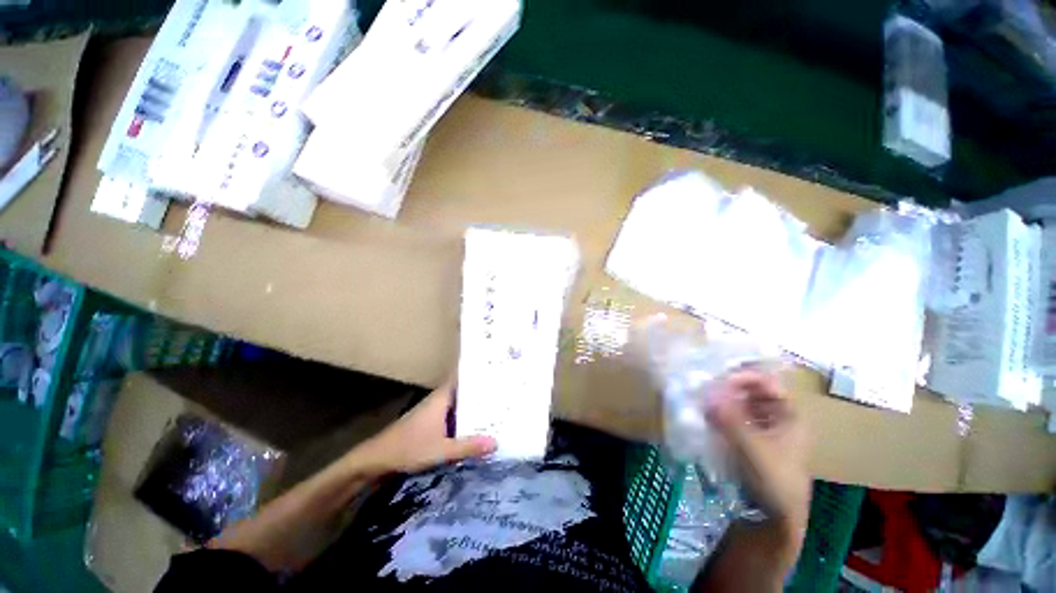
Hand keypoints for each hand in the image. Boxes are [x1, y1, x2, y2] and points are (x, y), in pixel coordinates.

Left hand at [356, 381, 496, 475]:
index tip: (494, 367)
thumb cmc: (409, 448)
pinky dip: (464, 416)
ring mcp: (433, 411)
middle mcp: (438, 400)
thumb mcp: (441, 450)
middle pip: (463, 389)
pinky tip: (476, 424)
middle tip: (503, 387)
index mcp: (441, 398)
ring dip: (473, 404)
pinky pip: (452, 414)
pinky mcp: (429, 423)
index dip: (475, 371)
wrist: (377, 460)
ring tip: (495, 404)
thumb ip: (468, 446)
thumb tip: (496, 442)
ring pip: (458, 402)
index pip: (460, 376)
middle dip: (480, 389)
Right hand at [705, 370, 810, 565]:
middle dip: (729, 388)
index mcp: (789, 415)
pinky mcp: (750, 440)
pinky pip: (735, 419)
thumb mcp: (751, 447)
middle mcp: (777, 418)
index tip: (719, 380)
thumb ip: (729, 417)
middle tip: (706, 387)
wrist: (776, 517)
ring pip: (742, 405)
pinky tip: (706, 416)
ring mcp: (764, 429)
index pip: (767, 383)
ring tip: (702, 400)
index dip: (744, 377)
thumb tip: (707, 391)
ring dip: (723, 401)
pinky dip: (721, 414)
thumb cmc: (773, 478)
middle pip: (753, 392)